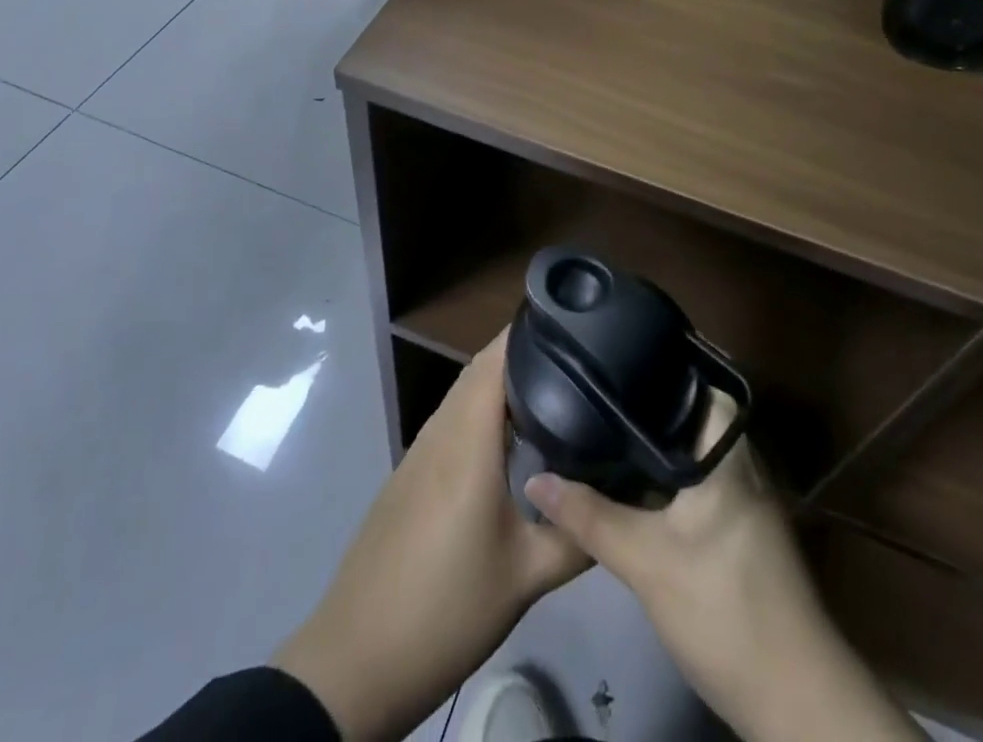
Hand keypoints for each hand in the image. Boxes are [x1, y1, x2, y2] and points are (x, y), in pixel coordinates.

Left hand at [274, 331, 588, 741]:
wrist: (358, 656)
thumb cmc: (446, 607)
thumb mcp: (526, 577)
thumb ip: (578, 535)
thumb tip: (624, 503)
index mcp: (469, 437)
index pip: (497, 356)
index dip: (533, 331)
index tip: (576, 325)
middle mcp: (442, 429)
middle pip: (482, 368)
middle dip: (527, 353)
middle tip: (579, 360)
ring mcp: (422, 449)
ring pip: (466, 393)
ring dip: (504, 382)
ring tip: (557, 390)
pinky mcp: (412, 472)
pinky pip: (454, 419)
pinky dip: (485, 410)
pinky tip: (514, 440)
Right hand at [525, 397, 923, 741]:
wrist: (791, 694)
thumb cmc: (722, 606)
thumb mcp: (645, 561)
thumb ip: (589, 517)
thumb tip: (534, 478)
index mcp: (726, 453)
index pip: (702, 382)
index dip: (664, 360)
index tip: (621, 347)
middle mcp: (741, 465)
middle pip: (695, 413)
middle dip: (651, 399)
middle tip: (600, 384)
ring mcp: (746, 501)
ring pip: (697, 450)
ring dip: (660, 438)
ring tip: (607, 420)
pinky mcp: (742, 532)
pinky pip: (701, 480)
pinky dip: (669, 471)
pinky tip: (635, 479)